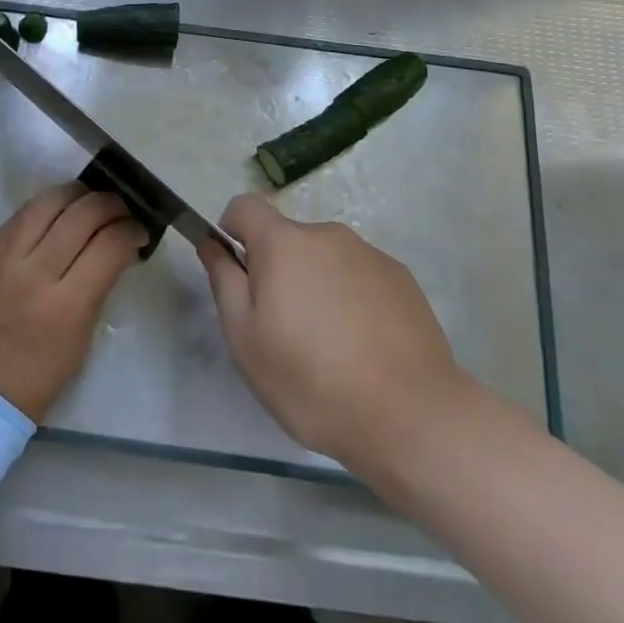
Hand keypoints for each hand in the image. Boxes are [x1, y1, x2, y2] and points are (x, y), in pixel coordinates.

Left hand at [0, 181, 147, 421]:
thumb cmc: (39, 378)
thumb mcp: (82, 339)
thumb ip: (98, 288)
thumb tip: (116, 248)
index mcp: (66, 306)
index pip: (109, 246)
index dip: (131, 231)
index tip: (139, 231)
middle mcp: (35, 273)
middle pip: (82, 215)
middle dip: (110, 205)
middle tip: (121, 211)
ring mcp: (5, 259)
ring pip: (48, 202)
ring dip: (77, 194)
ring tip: (90, 201)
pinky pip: (20, 214)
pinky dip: (46, 205)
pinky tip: (59, 209)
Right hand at [198, 194, 470, 480]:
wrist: (412, 416)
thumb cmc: (312, 380)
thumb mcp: (246, 339)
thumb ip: (224, 281)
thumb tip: (212, 243)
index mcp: (284, 243)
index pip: (245, 206)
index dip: (232, 231)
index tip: (237, 273)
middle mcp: (327, 234)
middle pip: (287, 239)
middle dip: (278, 271)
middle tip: (283, 330)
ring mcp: (369, 254)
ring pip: (325, 260)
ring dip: (316, 286)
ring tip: (329, 348)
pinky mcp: (402, 279)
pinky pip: (360, 277)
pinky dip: (352, 300)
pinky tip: (364, 349)